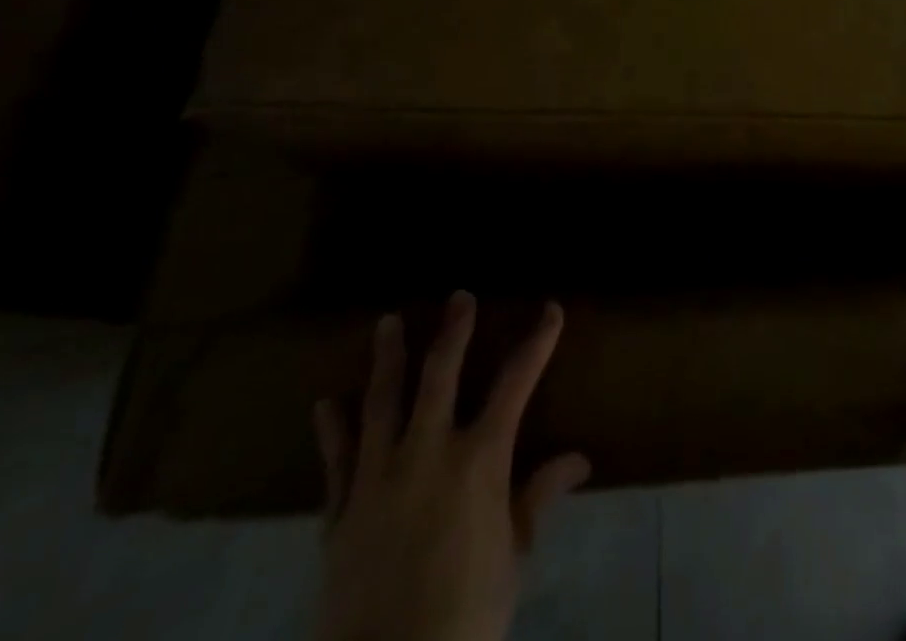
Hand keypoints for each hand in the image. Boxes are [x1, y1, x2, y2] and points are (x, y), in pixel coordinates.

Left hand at [314, 292, 589, 640]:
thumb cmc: (468, 610)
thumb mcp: (515, 553)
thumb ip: (540, 496)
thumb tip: (580, 459)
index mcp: (479, 458)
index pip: (516, 382)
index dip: (537, 342)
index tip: (550, 310)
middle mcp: (428, 452)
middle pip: (441, 375)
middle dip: (453, 331)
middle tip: (458, 296)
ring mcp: (378, 479)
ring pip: (382, 404)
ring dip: (387, 359)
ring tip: (386, 323)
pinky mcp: (340, 515)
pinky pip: (336, 463)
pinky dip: (332, 431)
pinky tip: (325, 404)